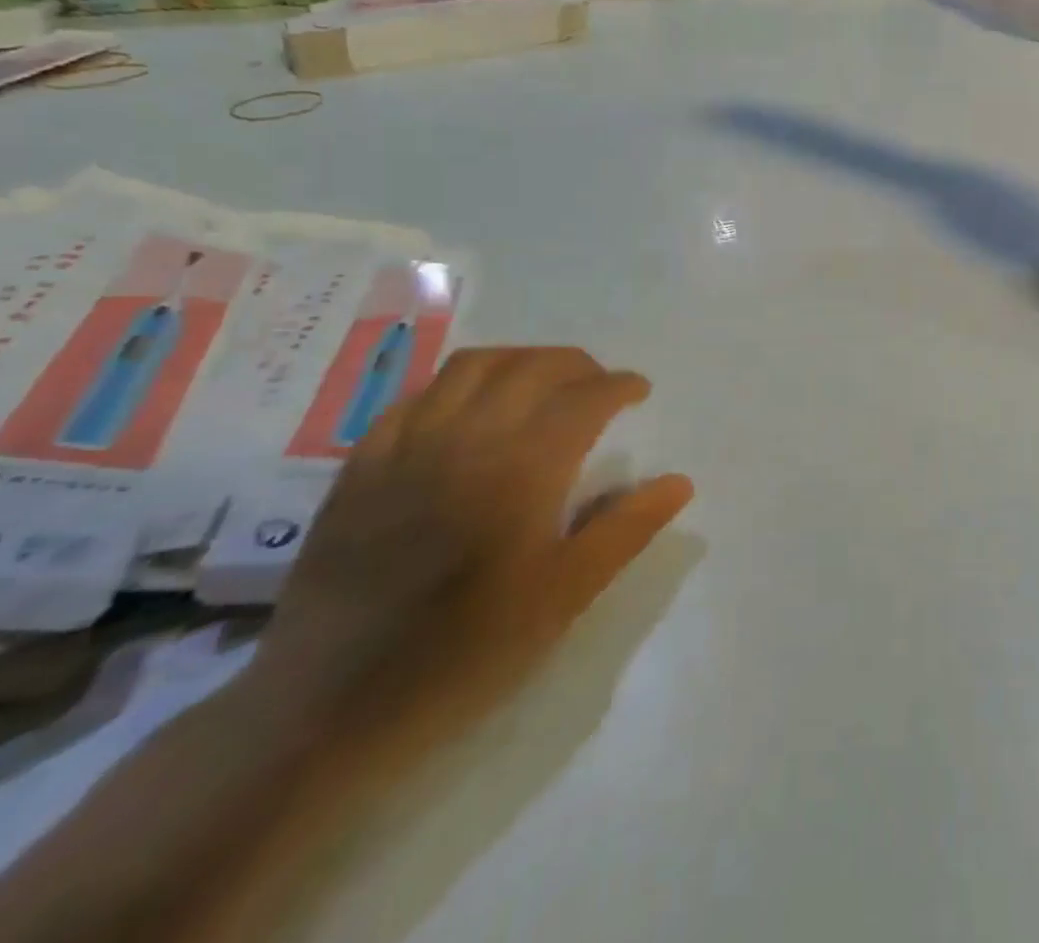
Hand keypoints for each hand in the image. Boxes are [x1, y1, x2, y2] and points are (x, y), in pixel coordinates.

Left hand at [249, 348, 692, 738]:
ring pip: (472, 367)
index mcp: (523, 468)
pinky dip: (457, 386)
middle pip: (533, 366)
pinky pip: (416, 397)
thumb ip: (627, 528)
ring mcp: (407, 448)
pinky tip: (469, 410)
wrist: (327, 710)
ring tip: (542, 385)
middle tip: (599, 387)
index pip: (585, 397)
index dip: (620, 386)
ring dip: (520, 361)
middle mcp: (467, 439)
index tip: (639, 393)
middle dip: (577, 364)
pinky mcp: (361, 467)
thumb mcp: (566, 596)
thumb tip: (679, 481)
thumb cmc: (466, 652)